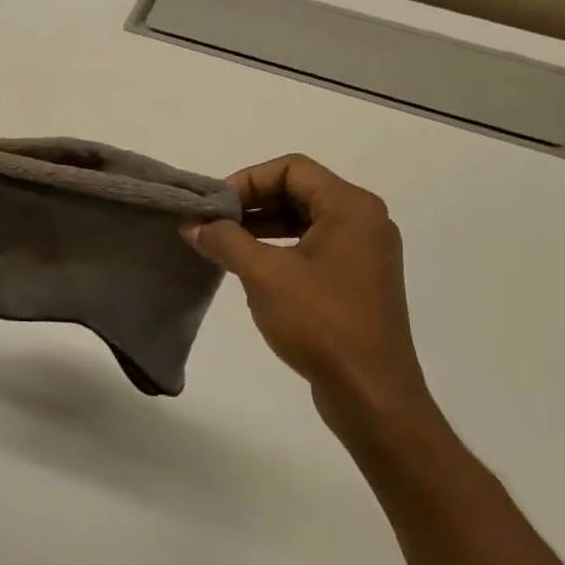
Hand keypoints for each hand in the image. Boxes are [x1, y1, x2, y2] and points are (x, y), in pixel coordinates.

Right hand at [183, 154, 434, 442]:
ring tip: (224, 245)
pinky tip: (252, 269)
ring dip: (264, 227)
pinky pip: (316, 248)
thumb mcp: (264, 275)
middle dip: (253, 204)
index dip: (248, 180)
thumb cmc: (321, 324)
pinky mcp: (359, 281)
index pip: (291, 168)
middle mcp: (365, 221)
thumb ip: (225, 240)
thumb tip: (192, 224)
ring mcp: (365, 253)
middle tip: (214, 224)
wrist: (372, 395)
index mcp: (351, 206)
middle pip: (300, 191)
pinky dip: (282, 249)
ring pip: (306, 221)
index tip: (214, 207)